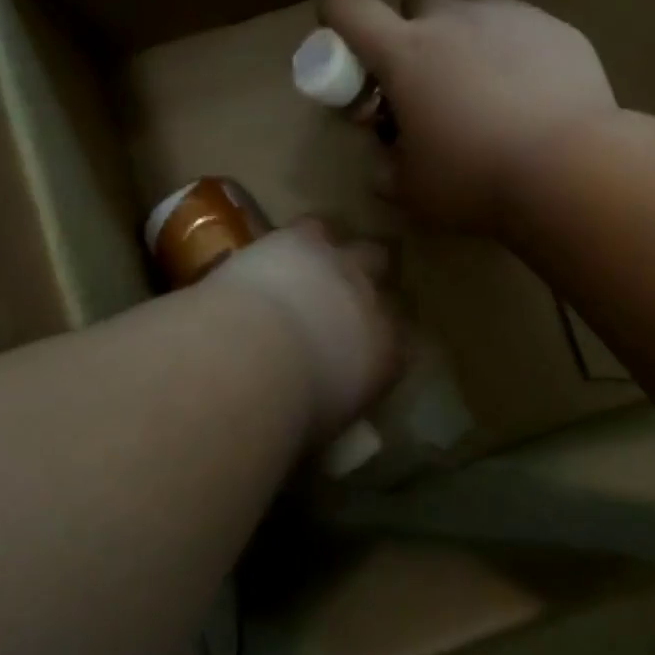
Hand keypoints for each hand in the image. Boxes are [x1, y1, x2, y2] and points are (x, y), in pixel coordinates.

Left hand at [207, 220, 399, 439]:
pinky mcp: (300, 240)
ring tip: (319, 264)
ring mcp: (341, 266)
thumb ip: (336, 411)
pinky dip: (301, 239)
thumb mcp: (324, 426)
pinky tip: (281, 248)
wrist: (250, 359)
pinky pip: (313, 227)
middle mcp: (374, 302)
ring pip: (361, 246)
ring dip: (344, 255)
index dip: (386, 338)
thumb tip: (328, 421)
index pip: (403, 341)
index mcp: (388, 354)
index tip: (368, 347)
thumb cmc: (288, 412)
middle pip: (389, 283)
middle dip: (371, 282)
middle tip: (346, 295)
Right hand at [319, 0, 617, 233]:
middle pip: (415, 2)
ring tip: (479, 79)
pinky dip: (510, 45)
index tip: (352, 54)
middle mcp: (451, 20)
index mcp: (404, 53)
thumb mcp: (412, 188)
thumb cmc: (475, 178)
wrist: (570, 168)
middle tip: (426, 83)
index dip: (336, 19)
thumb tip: (384, 163)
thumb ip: (386, 169)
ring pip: (469, 4)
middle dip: (412, 34)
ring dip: (461, 32)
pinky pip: (518, 22)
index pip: (346, 4)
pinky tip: (529, 89)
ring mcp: (507, 16)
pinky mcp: (554, 27)